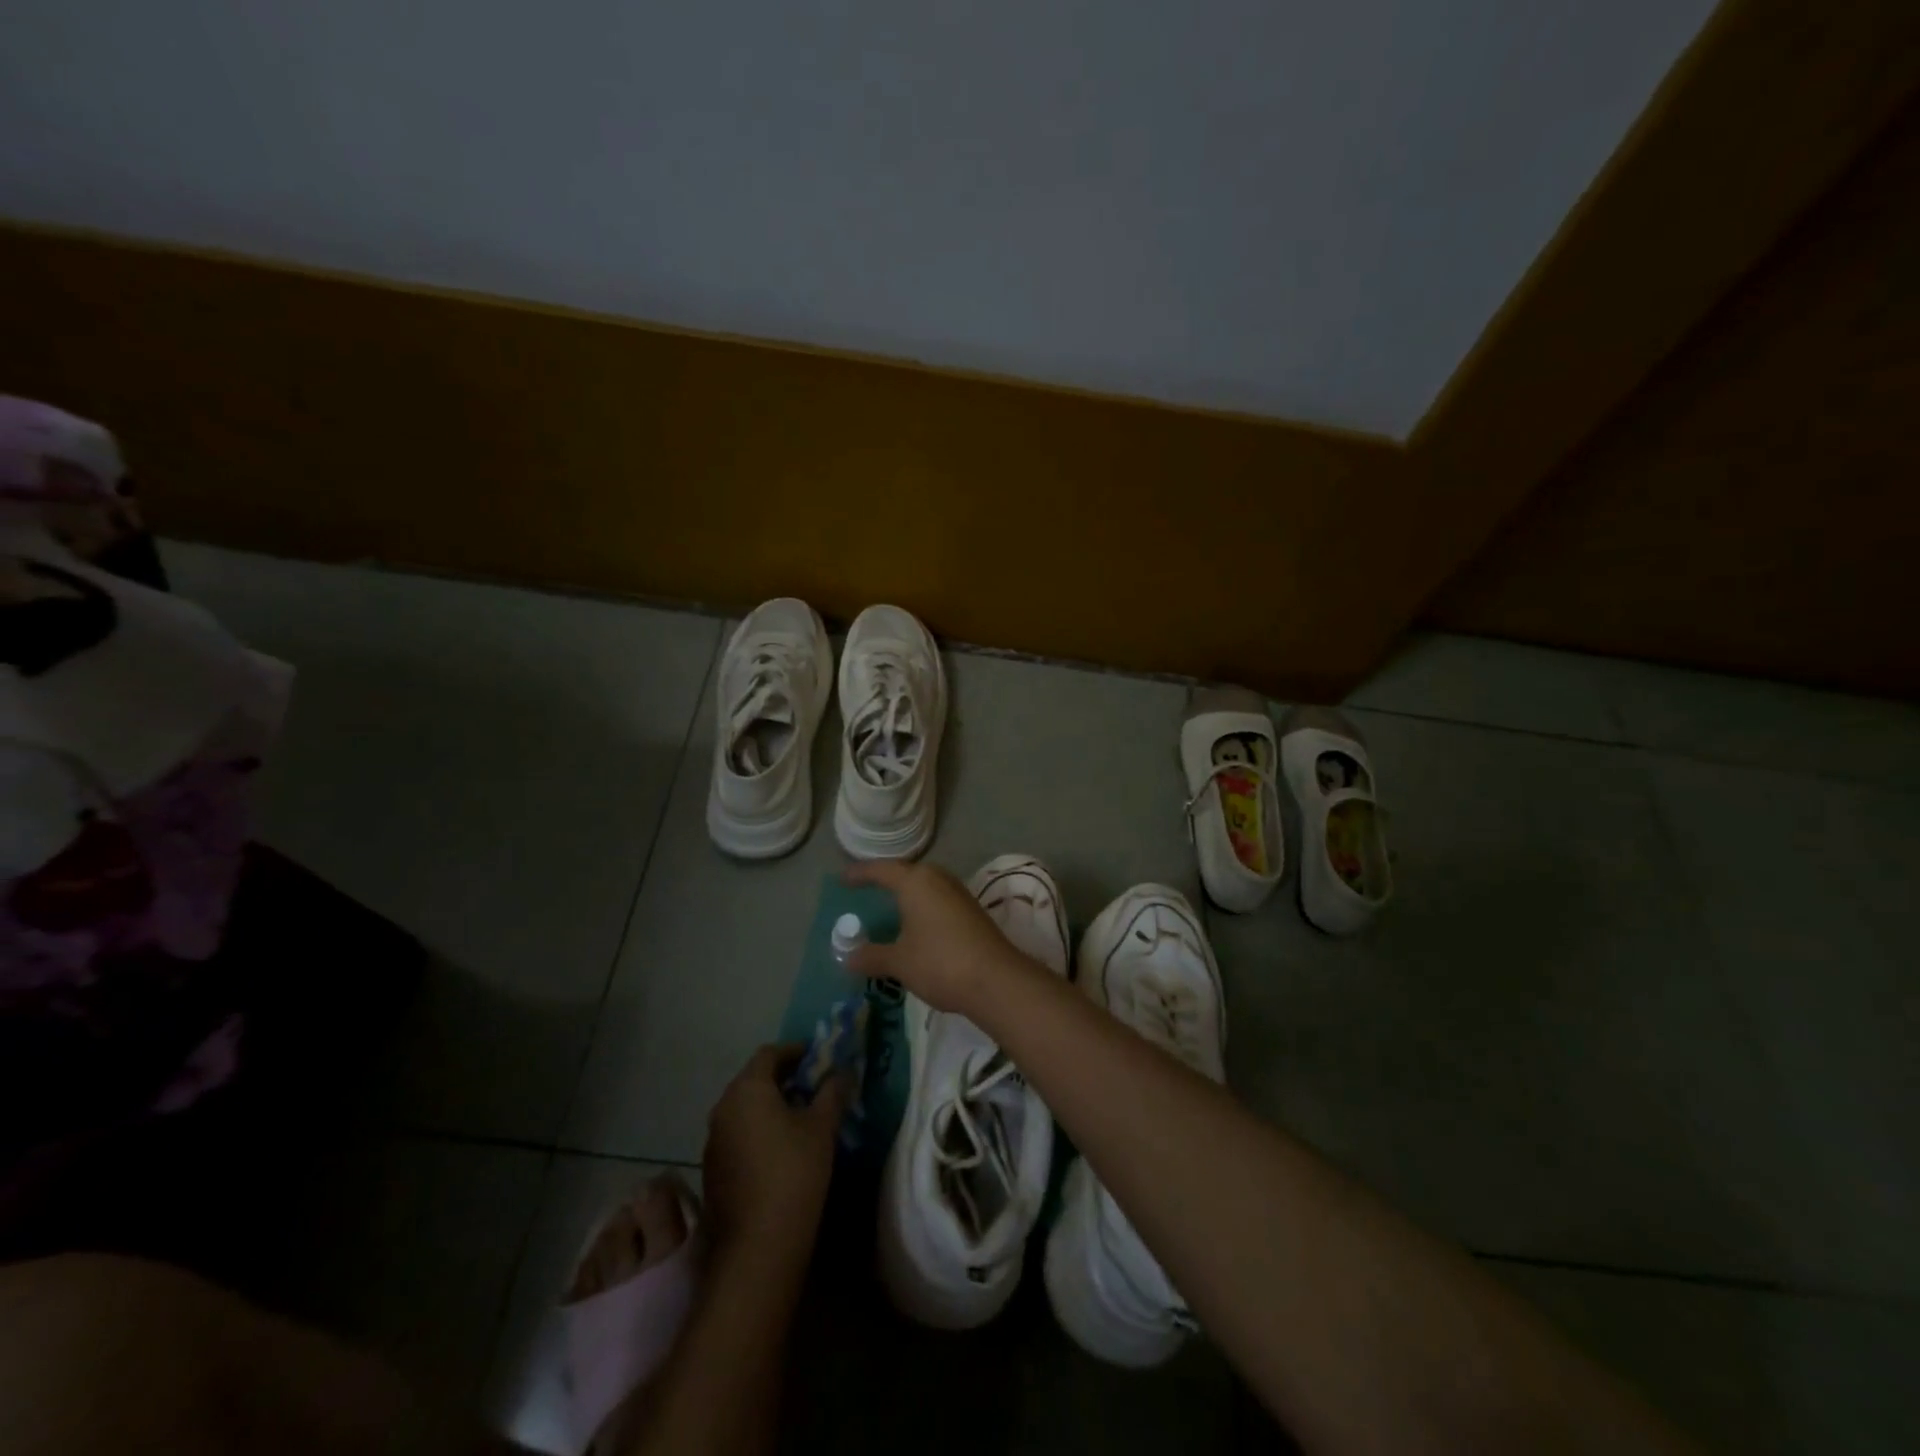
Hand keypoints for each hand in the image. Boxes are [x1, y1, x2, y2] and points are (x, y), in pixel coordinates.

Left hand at [701, 1044, 849, 1278]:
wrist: (758, 1245)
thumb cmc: (794, 1171)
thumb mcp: (821, 1126)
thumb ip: (832, 1092)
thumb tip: (841, 1071)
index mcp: (747, 1089)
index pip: (769, 1053)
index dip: (795, 1051)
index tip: (817, 1057)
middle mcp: (723, 1108)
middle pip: (753, 1079)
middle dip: (783, 1077)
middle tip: (813, 1084)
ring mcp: (713, 1140)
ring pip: (744, 1108)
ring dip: (770, 1104)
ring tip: (800, 1115)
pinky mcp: (712, 1169)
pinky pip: (737, 1134)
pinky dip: (758, 1129)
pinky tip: (780, 1147)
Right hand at [842, 859, 1031, 1016]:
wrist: (996, 980)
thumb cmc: (940, 963)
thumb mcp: (899, 962)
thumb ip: (871, 956)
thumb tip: (847, 957)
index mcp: (916, 882)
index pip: (882, 869)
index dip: (861, 873)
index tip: (843, 878)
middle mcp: (938, 879)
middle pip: (907, 871)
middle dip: (887, 878)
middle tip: (867, 887)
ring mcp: (958, 893)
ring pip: (926, 884)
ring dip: (908, 891)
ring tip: (890, 903)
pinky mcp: (972, 910)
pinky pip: (938, 898)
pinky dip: (923, 905)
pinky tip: (918, 922)